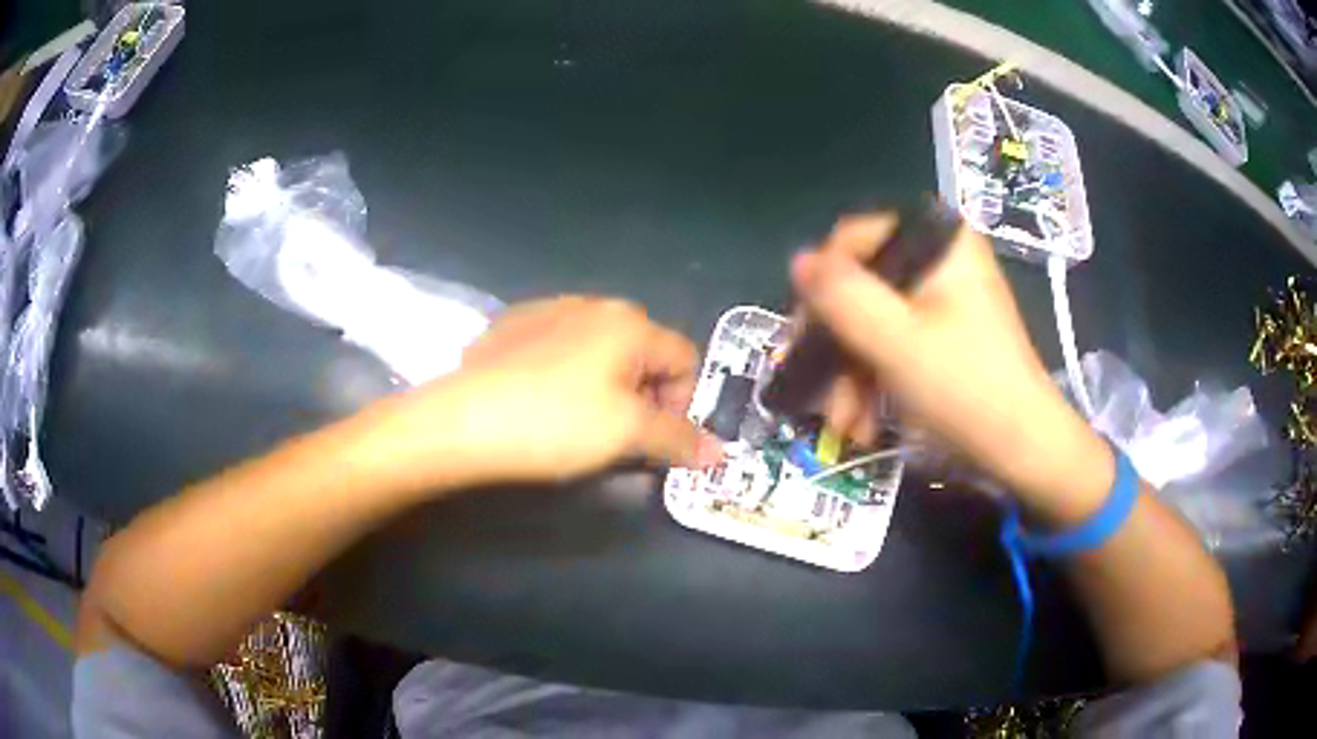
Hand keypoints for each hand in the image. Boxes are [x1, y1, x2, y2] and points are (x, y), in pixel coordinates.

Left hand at [362, 297, 721, 489]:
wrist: (461, 421)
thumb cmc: (555, 423)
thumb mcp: (627, 435)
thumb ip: (679, 439)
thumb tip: (718, 452)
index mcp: (629, 322)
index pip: (685, 360)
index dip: (682, 404)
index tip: (655, 441)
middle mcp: (593, 304)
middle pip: (643, 353)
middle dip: (643, 397)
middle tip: (618, 437)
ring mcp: (547, 310)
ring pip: (600, 352)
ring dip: (606, 388)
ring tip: (576, 424)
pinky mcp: (512, 327)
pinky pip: (559, 349)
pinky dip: (566, 376)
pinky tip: (539, 404)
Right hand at [792, 214, 1111, 511]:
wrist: (1023, 449)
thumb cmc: (965, 389)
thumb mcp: (895, 340)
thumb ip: (841, 295)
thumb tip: (798, 262)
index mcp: (938, 241)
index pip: (854, 240)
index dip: (822, 288)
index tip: (805, 342)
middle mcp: (941, 258)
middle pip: (862, 285)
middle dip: (837, 347)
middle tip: (822, 394)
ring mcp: (944, 297)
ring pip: (874, 320)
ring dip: (851, 374)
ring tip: (845, 424)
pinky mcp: (946, 331)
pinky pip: (895, 340)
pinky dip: (874, 379)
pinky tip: (863, 422)